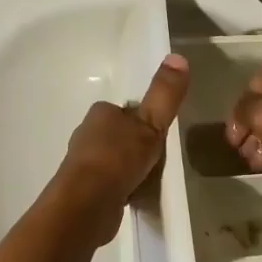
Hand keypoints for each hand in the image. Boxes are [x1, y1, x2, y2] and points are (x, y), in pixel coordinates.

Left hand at [50, 53, 190, 242]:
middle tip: (158, 160)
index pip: (125, 111)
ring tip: (149, 180)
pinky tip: (135, 198)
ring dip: (129, 170)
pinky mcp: (84, 191)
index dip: (143, 121)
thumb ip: (165, 95)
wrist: (87, 205)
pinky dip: (123, 189)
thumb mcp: (150, 123)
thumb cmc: (117, 158)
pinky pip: (110, 185)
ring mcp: (83, 166)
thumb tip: (178, 56)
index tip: (159, 134)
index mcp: (100, 114)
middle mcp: (87, 135)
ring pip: (114, 162)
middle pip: (119, 136)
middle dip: (136, 147)